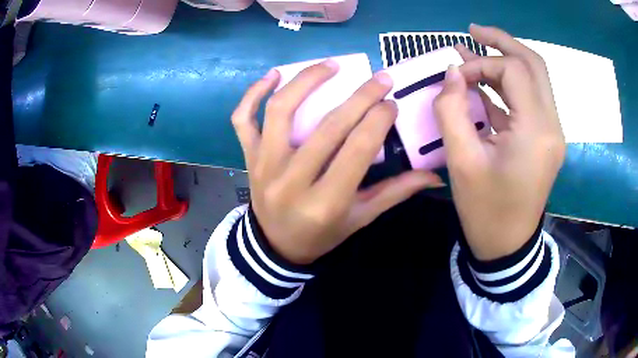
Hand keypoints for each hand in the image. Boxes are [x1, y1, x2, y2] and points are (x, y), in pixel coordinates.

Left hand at [232, 61, 442, 263]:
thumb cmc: (321, 234)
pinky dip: (252, 94)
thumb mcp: (360, 219)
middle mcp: (291, 181)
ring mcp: (263, 165)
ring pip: (281, 111)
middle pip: (327, 127)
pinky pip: (243, 120)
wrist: (275, 246)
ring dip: (306, 81)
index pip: (356, 150)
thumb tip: (433, 175)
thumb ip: (395, 193)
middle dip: (359, 97)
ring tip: (331, 64)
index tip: (391, 103)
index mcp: (325, 202)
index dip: (378, 121)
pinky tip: (274, 75)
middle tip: (380, 78)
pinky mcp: (248, 157)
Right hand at [434, 24, 565, 260]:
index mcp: (536, 131)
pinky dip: (509, 85)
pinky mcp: (546, 138)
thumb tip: (452, 72)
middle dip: (502, 42)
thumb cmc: (485, 211)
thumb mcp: (461, 162)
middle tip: (473, 31)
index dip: (481, 63)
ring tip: (476, 49)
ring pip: (536, 78)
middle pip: (534, 64)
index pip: (514, 71)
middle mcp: (552, 125)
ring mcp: (552, 132)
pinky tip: (486, 83)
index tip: (454, 76)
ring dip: (506, 60)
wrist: (507, 246)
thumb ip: (452, 110)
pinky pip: (531, 99)